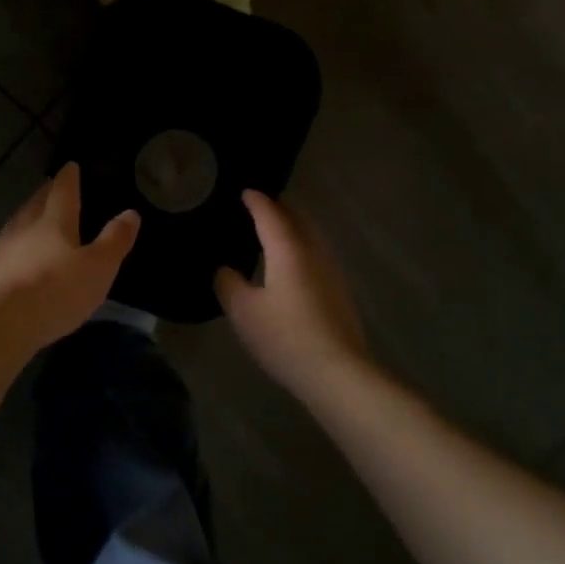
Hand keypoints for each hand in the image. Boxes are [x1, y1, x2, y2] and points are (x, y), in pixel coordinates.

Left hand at [0, 163, 140, 351]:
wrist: (2, 322)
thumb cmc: (57, 292)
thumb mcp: (99, 267)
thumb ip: (114, 240)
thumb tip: (131, 213)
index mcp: (54, 223)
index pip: (63, 192)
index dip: (68, 179)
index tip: (70, 166)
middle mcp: (24, 230)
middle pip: (34, 206)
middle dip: (43, 195)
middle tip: (48, 187)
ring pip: (11, 227)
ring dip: (20, 219)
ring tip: (25, 214)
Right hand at [215, 190, 368, 396]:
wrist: (338, 372)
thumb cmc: (285, 336)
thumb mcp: (243, 311)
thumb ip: (228, 283)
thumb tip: (225, 270)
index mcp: (288, 249)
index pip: (270, 214)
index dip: (256, 201)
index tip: (244, 191)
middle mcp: (314, 252)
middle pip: (297, 219)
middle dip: (278, 208)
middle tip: (258, 207)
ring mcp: (331, 271)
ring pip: (310, 236)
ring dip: (292, 228)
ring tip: (272, 232)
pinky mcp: (339, 292)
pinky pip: (315, 255)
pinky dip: (300, 248)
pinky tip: (289, 265)